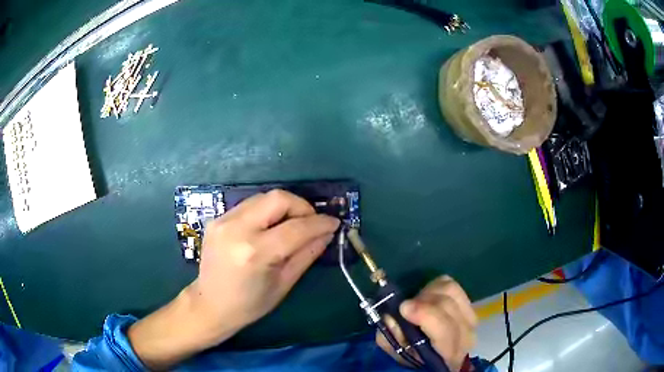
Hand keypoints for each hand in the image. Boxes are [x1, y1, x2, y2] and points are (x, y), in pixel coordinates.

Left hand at [128, 190, 339, 369]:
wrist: (210, 304)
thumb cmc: (250, 304)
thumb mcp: (284, 283)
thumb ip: (307, 253)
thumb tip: (327, 232)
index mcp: (255, 252)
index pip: (296, 227)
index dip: (320, 223)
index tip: (334, 223)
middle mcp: (236, 229)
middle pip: (278, 198)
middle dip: (302, 207)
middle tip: (311, 223)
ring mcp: (223, 220)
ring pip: (263, 197)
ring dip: (284, 207)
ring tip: (293, 225)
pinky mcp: (218, 219)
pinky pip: (250, 205)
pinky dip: (267, 212)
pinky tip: (271, 228)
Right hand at [377, 275, 477, 371]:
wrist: (441, 358)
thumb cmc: (418, 359)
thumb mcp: (400, 354)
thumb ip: (393, 337)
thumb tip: (391, 316)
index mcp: (450, 353)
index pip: (445, 329)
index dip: (425, 314)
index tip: (404, 308)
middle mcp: (466, 333)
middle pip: (447, 304)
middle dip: (422, 301)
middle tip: (405, 307)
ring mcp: (470, 317)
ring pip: (451, 289)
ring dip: (428, 292)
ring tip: (417, 303)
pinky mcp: (469, 305)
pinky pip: (452, 286)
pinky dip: (436, 287)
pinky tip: (428, 298)